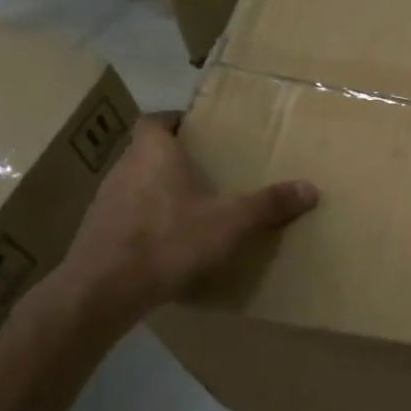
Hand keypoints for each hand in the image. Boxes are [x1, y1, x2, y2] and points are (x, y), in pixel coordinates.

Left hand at [57, 112, 318, 325]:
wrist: (104, 290)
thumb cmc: (169, 239)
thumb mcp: (230, 221)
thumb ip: (269, 204)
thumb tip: (311, 188)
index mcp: (153, 152)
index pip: (155, 119)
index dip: (175, 120)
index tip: (200, 130)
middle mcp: (124, 168)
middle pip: (147, 151)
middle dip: (176, 157)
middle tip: (209, 168)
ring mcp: (105, 201)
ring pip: (137, 183)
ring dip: (160, 189)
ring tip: (194, 205)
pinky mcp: (98, 233)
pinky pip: (128, 215)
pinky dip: (148, 220)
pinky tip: (170, 241)